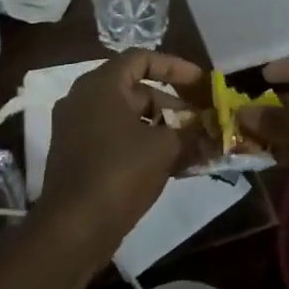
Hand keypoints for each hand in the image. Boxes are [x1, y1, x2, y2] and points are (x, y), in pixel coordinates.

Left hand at [35, 51, 211, 265]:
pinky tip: (173, 166)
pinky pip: (116, 139)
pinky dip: (143, 145)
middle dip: (172, 104)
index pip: (141, 58)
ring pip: (127, 118)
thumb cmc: (119, 173)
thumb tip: (215, 133)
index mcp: (100, 85)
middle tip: (200, 121)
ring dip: (161, 129)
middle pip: (135, 90)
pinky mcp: (77, 157)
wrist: (72, 229)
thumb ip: (191, 134)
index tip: (200, 82)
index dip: (174, 66)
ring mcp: (77, 129)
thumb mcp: (164, 148)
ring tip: (193, 147)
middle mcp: (84, 99)